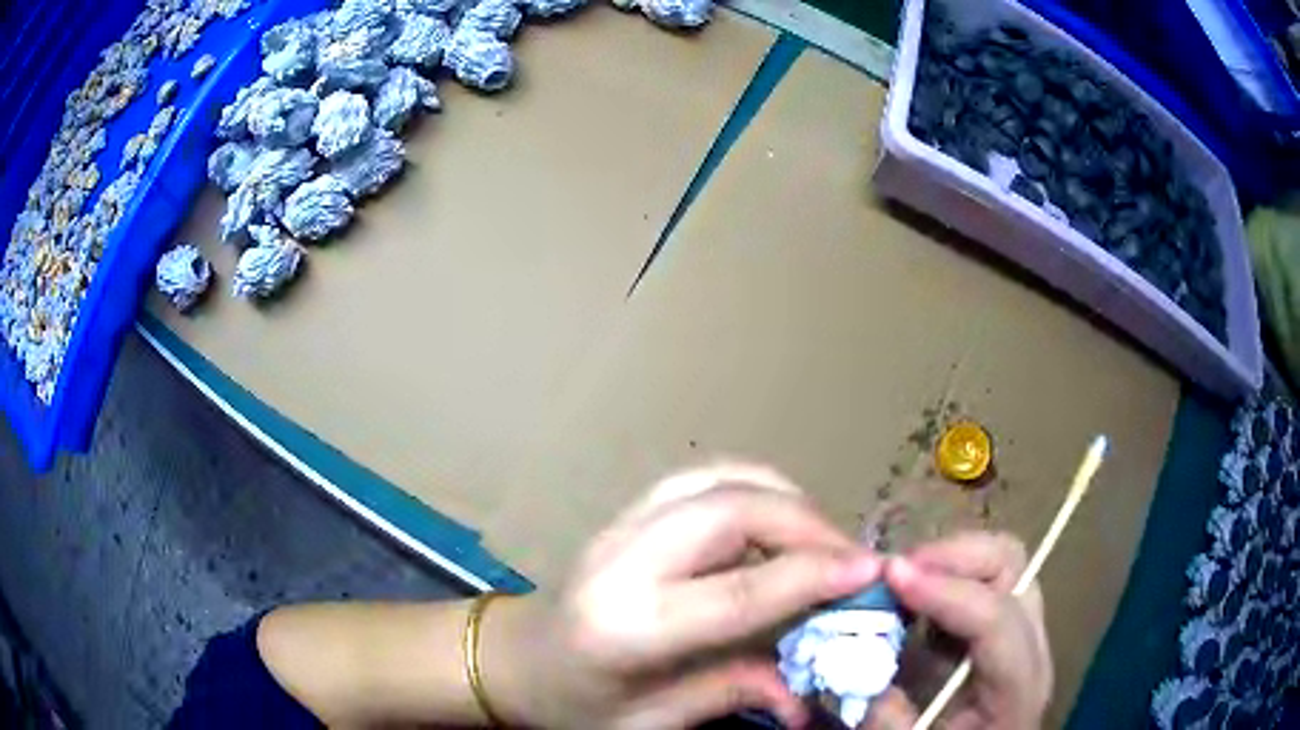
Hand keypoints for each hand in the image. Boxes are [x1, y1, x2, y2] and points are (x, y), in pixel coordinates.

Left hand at [482, 464, 882, 729]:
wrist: (517, 659)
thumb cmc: (576, 705)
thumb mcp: (650, 723)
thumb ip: (731, 695)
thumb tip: (803, 695)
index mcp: (625, 627)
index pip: (737, 591)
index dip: (811, 575)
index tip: (870, 568)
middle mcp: (623, 560)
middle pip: (732, 509)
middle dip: (806, 523)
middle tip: (849, 559)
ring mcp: (620, 525)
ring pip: (719, 479)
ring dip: (783, 499)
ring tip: (820, 542)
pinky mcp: (627, 512)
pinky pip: (703, 479)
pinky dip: (753, 489)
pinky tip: (775, 523)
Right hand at [862, 532, 1050, 729]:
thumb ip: (886, 717)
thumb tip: (860, 668)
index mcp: (1018, 688)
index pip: (997, 617)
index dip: (946, 592)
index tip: (892, 575)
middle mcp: (1032, 648)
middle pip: (1012, 567)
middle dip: (952, 556)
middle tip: (896, 572)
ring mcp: (1023, 631)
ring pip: (1001, 563)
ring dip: (949, 560)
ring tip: (900, 580)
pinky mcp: (1005, 627)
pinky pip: (984, 580)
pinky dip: (947, 576)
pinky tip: (914, 599)